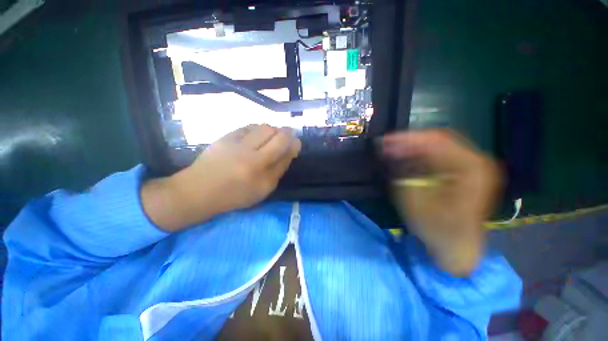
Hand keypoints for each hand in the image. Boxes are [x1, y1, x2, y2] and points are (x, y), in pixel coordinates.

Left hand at [142, 124, 300, 231]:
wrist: (200, 190)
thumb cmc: (235, 194)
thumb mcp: (263, 189)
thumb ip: (279, 169)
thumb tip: (291, 149)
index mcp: (261, 174)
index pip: (285, 153)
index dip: (294, 144)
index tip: (296, 142)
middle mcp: (252, 157)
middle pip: (278, 135)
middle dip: (287, 132)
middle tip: (287, 135)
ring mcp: (238, 144)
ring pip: (264, 127)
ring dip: (273, 130)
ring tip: (271, 136)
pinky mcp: (226, 136)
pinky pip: (249, 126)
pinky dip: (258, 129)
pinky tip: (256, 135)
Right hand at [383, 130, 500, 275]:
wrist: (457, 247)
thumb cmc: (437, 228)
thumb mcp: (415, 199)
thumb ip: (404, 171)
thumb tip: (393, 151)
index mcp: (470, 168)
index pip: (436, 141)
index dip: (407, 139)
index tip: (385, 142)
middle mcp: (476, 161)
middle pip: (438, 139)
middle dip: (408, 141)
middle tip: (386, 145)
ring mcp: (472, 166)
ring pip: (438, 145)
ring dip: (413, 147)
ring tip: (392, 150)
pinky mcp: (464, 171)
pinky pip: (439, 154)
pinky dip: (420, 154)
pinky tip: (405, 158)